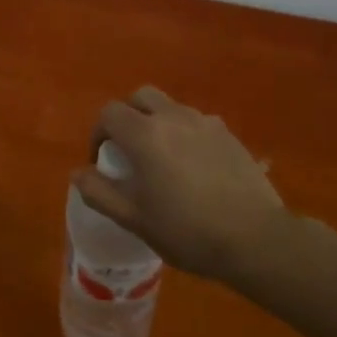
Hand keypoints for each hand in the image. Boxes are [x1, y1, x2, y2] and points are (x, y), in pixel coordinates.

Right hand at [72, 86, 290, 280]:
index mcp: (144, 135)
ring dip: (158, 122)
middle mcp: (172, 118)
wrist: (257, 239)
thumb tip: (78, 172)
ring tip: (163, 158)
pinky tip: (195, 166)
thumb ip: (99, 192)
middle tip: (129, 148)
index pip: (109, 113)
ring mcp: (205, 124)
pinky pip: (198, 123)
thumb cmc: (187, 230)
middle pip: (140, 96)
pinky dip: (186, 134)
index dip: (99, 133)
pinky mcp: (230, 136)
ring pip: (171, 107)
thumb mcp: (134, 219)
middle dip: (128, 116)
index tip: (104, 160)